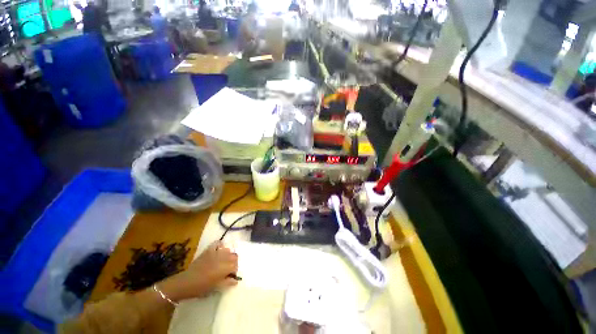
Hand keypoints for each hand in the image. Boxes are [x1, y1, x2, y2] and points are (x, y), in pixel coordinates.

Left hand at [158, 241, 238, 301]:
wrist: (185, 283)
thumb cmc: (201, 288)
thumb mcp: (215, 288)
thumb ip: (227, 283)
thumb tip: (236, 280)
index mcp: (225, 268)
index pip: (235, 266)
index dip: (234, 271)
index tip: (231, 277)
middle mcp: (223, 258)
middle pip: (234, 256)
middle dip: (233, 263)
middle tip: (228, 270)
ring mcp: (216, 253)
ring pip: (228, 250)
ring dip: (228, 255)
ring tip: (223, 262)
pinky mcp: (209, 250)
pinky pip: (217, 243)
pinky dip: (220, 245)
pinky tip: (219, 250)